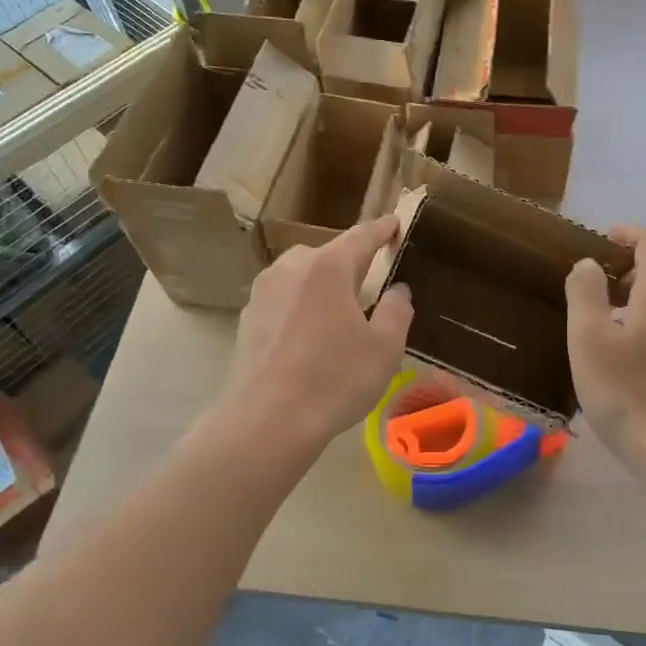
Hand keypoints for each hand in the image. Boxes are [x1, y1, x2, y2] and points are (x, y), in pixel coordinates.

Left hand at [219, 216, 413, 453]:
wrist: (266, 422)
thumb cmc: (335, 379)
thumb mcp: (385, 348)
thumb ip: (397, 311)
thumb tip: (397, 290)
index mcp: (328, 267)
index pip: (362, 236)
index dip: (382, 229)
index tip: (395, 223)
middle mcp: (291, 268)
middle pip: (327, 255)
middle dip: (350, 263)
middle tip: (370, 283)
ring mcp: (263, 293)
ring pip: (301, 277)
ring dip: (322, 286)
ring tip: (339, 314)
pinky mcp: (247, 320)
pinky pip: (283, 301)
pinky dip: (300, 308)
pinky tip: (309, 339)